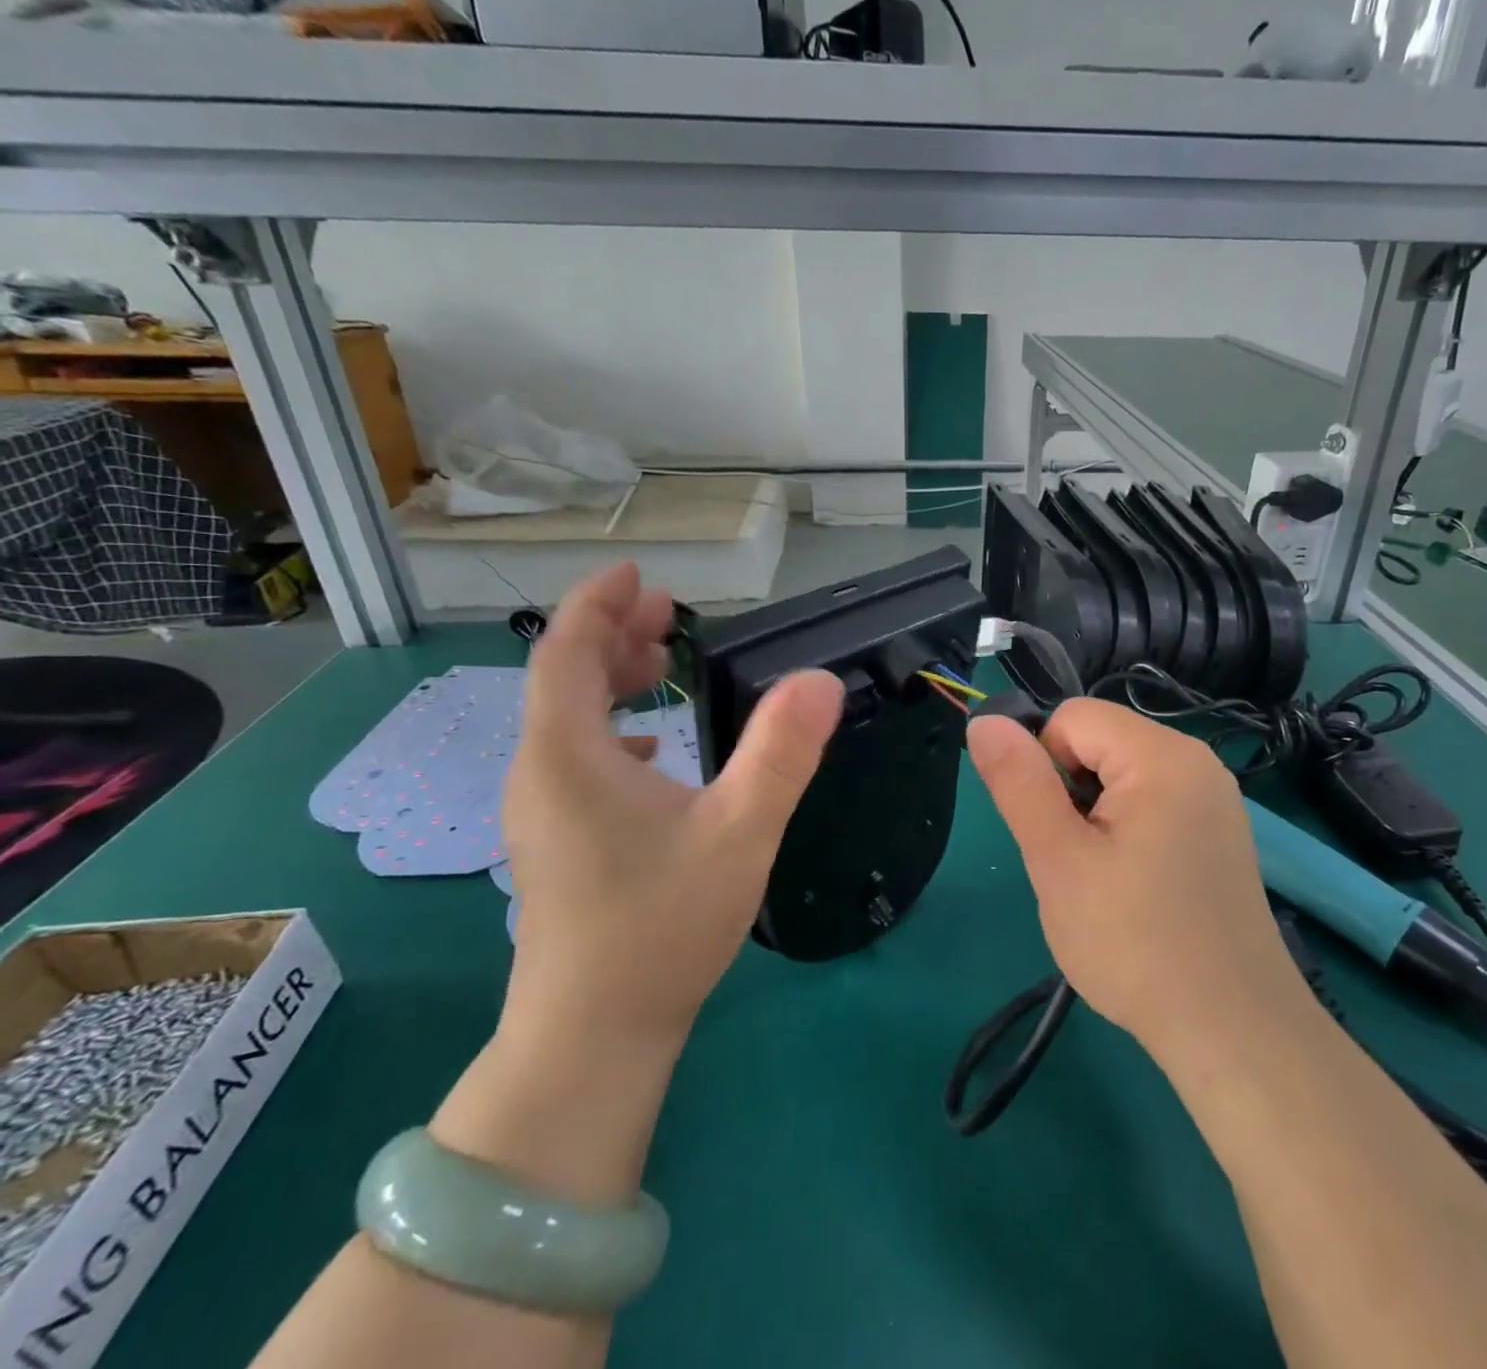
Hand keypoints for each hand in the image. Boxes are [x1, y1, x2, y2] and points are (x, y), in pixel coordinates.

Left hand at [500, 563, 844, 1051]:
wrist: (593, 1037)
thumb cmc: (662, 926)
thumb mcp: (739, 831)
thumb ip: (781, 752)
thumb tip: (820, 680)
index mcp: (568, 755)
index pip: (566, 652)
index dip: (599, 604)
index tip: (640, 575)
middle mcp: (539, 774)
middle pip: (561, 680)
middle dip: (612, 635)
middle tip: (669, 615)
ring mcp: (539, 812)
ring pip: (565, 720)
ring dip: (609, 679)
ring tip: (661, 663)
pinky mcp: (554, 842)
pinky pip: (573, 758)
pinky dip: (609, 727)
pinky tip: (652, 745)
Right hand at [967, 699, 1305, 1063]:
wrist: (1232, 1032)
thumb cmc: (1135, 943)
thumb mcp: (1058, 860)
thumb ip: (1018, 783)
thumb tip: (984, 722)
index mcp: (1162, 755)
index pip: (1072, 718)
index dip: (1045, 768)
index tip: (1055, 833)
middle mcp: (1197, 760)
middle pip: (1100, 742)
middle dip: (1071, 793)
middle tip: (1078, 866)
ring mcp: (1214, 797)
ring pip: (1121, 775)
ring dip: (1095, 816)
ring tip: (1105, 881)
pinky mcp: (1219, 831)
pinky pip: (1152, 802)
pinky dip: (1127, 831)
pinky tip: (1135, 889)